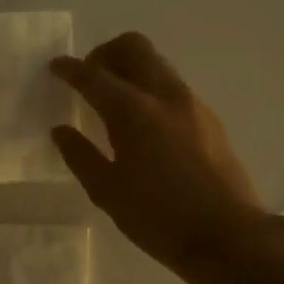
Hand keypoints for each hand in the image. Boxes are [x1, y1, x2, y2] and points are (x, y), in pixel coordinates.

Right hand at [51, 32, 263, 271]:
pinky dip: (151, 88)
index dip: (70, 69)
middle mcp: (164, 95)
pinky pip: (172, 86)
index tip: (55, 67)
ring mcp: (192, 104)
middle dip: (105, 53)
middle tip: (89, 78)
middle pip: (133, 47)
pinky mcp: (209, 119)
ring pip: (157, 64)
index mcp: (133, 111)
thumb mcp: (107, 192)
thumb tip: (61, 130)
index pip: (94, 76)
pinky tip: (144, 124)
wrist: (228, 236)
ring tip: (114, 101)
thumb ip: (80, 156)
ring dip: (130, 69)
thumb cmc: (158, 218)